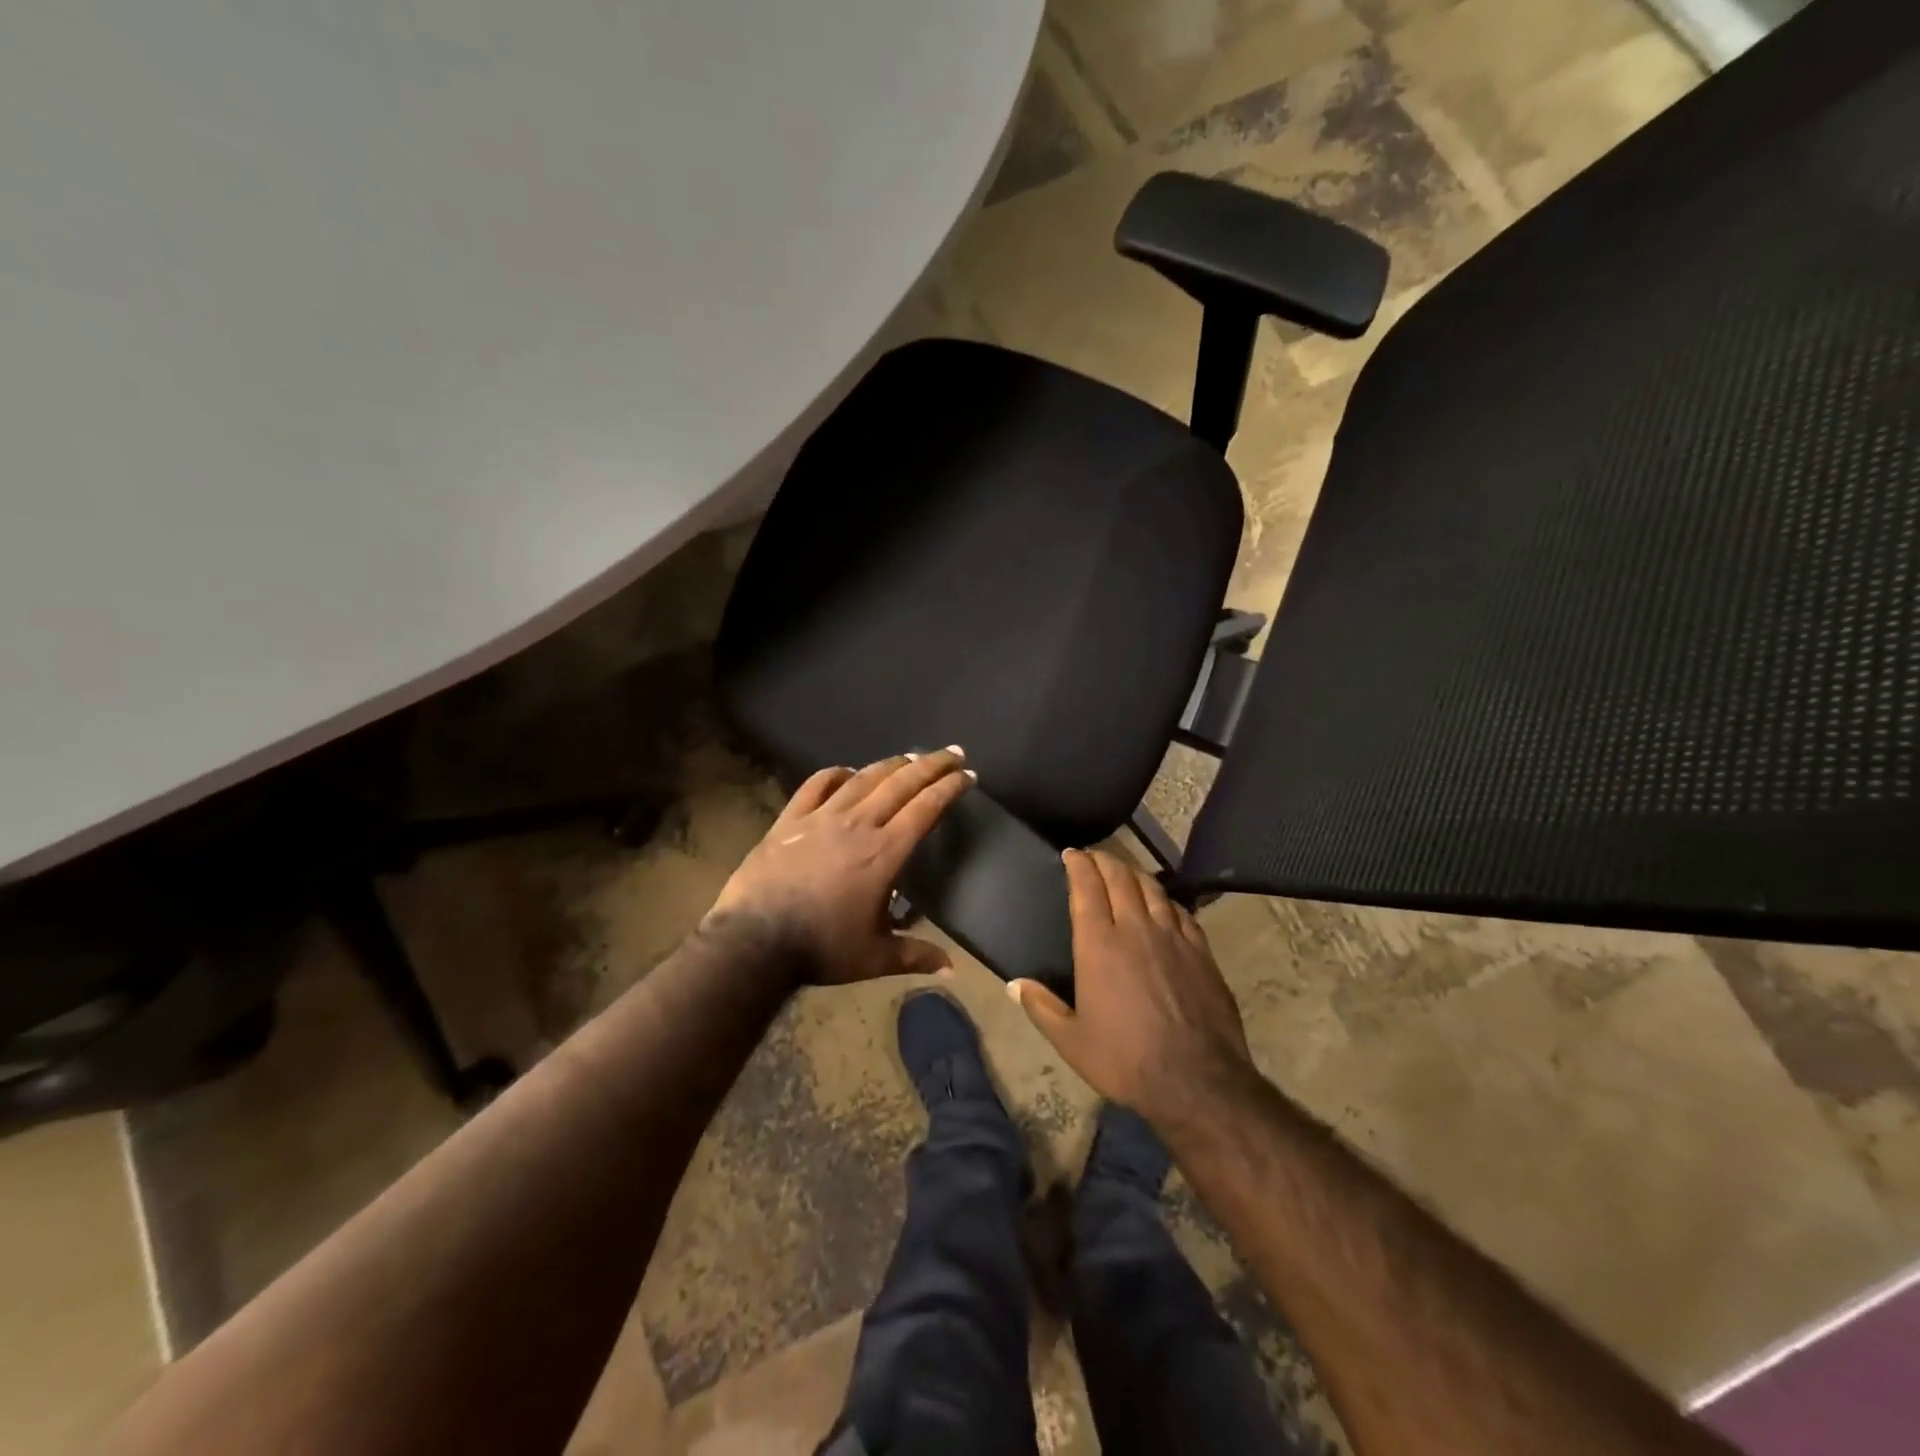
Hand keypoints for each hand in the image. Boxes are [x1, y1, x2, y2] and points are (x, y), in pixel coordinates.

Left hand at [704, 749, 973, 984]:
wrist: (754, 941)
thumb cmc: (821, 948)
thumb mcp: (874, 957)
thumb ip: (915, 956)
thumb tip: (952, 970)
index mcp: (885, 853)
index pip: (926, 809)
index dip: (949, 788)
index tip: (968, 774)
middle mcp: (858, 824)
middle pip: (901, 783)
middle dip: (931, 765)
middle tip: (952, 752)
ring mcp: (821, 818)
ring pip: (863, 779)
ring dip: (891, 764)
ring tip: (910, 756)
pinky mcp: (790, 820)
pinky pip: (816, 785)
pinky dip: (835, 774)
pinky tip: (847, 771)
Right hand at [1009, 849, 1256, 1127]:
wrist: (1196, 1080)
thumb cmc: (1125, 1059)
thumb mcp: (1071, 1041)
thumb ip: (1041, 1007)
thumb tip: (1014, 985)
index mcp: (1099, 944)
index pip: (1087, 888)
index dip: (1078, 865)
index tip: (1071, 854)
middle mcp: (1136, 929)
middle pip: (1121, 878)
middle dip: (1104, 860)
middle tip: (1094, 856)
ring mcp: (1173, 937)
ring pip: (1153, 889)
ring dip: (1135, 873)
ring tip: (1125, 871)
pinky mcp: (1202, 951)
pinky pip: (1181, 912)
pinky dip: (1166, 900)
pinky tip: (1163, 905)